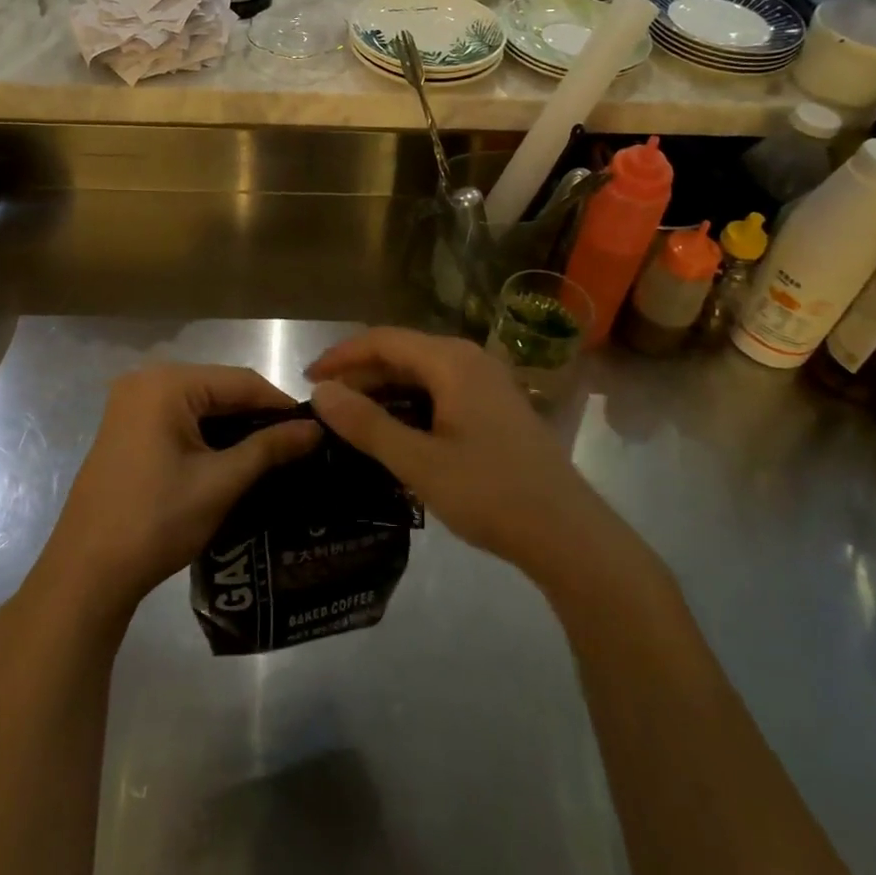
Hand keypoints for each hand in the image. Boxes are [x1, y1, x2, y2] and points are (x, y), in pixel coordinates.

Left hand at [33, 363, 322, 625]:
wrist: (86, 574)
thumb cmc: (156, 522)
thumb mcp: (220, 483)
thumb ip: (269, 448)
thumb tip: (316, 430)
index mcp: (166, 383)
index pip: (240, 381)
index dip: (280, 404)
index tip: (314, 430)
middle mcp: (146, 380)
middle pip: (219, 388)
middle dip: (257, 415)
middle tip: (296, 445)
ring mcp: (131, 404)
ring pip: (200, 404)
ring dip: (234, 426)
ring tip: (273, 453)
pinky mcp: (126, 427)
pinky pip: (179, 418)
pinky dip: (207, 434)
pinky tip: (233, 457)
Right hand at [307, 328, 611, 581]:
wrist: (568, 534)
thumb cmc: (491, 493)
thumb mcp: (419, 463)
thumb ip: (367, 425)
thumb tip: (320, 392)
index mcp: (451, 361)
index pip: (383, 340)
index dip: (341, 355)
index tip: (307, 379)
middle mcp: (470, 358)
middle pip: (402, 351)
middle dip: (360, 373)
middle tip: (324, 404)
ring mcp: (487, 381)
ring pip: (422, 372)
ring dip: (384, 389)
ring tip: (351, 418)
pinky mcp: (495, 405)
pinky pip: (441, 389)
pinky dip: (410, 402)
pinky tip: (395, 430)